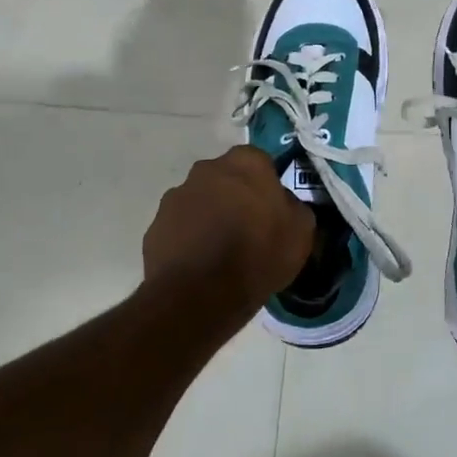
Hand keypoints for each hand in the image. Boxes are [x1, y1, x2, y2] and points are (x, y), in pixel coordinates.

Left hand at [143, 146, 313, 313]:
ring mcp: (176, 196)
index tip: (272, 210)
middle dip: (236, 197)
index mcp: (245, 163)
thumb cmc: (258, 254)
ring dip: (210, 216)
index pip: (261, 162)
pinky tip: (200, 264)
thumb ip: (294, 208)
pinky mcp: (155, 224)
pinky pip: (180, 226)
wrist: (198, 294)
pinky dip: (190, 239)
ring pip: (201, 201)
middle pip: (227, 178)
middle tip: (248, 229)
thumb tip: (284, 205)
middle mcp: (207, 169)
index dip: (267, 185)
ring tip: (221, 251)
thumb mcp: (301, 232)